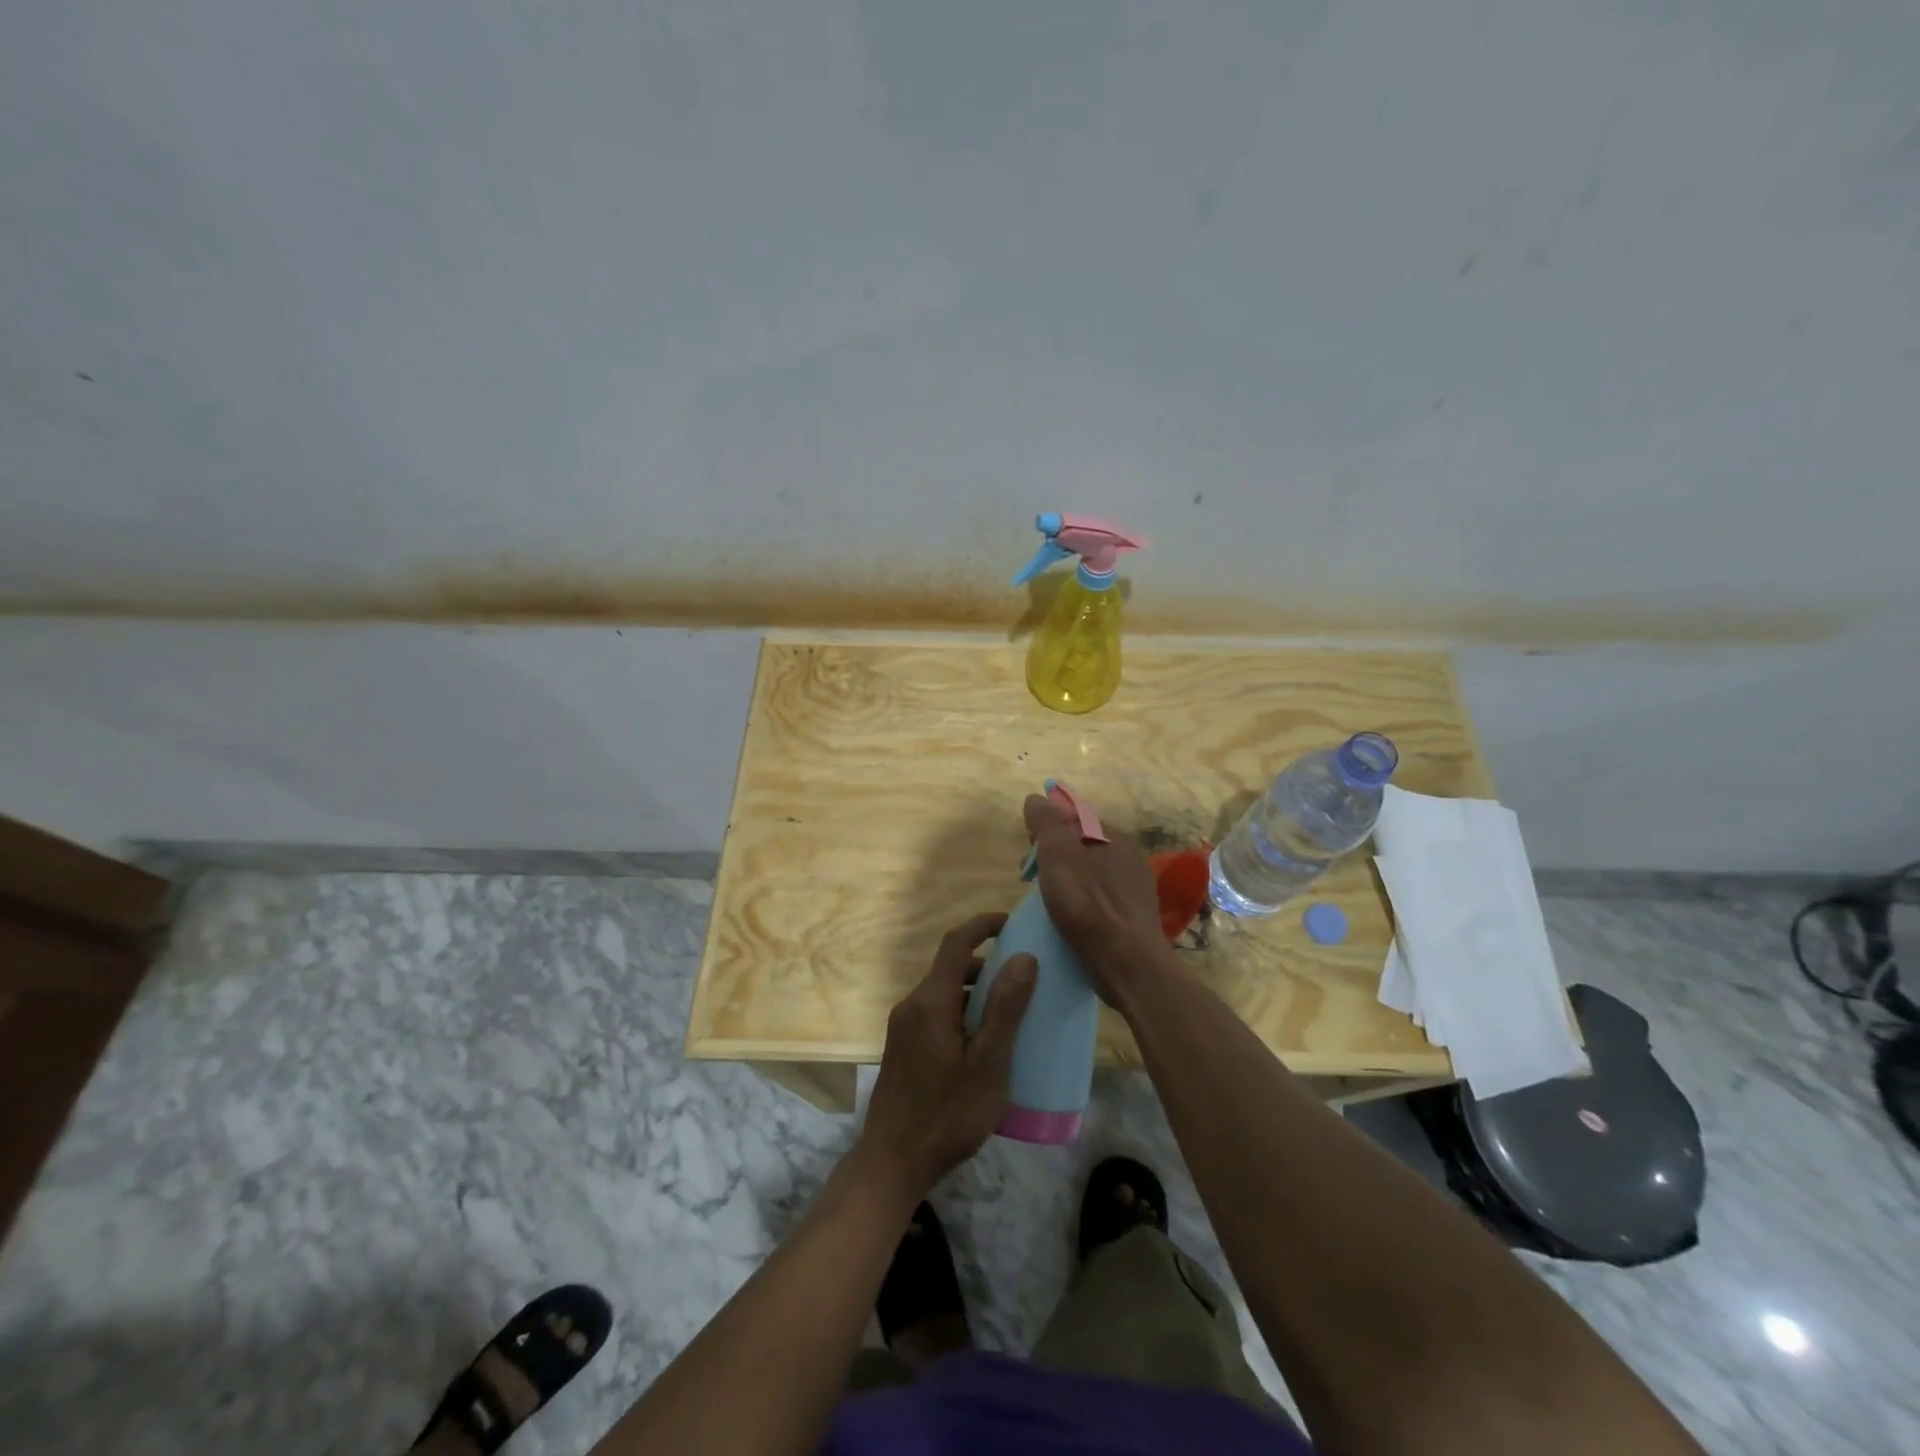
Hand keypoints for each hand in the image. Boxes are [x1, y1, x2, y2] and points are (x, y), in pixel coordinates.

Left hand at [857, 913, 1036, 1201]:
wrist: (893, 1162)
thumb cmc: (948, 1113)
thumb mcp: (988, 1063)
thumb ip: (1005, 1008)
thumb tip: (1023, 956)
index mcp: (931, 1001)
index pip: (956, 942)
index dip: (983, 924)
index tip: (1013, 923)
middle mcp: (912, 1004)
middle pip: (950, 967)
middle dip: (986, 963)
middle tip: (1023, 976)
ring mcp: (903, 1027)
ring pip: (944, 992)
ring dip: (975, 991)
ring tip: (1010, 1011)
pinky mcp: (903, 1048)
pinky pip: (936, 1013)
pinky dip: (962, 1012)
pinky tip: (984, 1043)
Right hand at [1022, 793, 1168, 1000]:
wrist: (1128, 964)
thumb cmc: (1089, 904)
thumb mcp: (1058, 855)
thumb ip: (1046, 823)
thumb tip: (1036, 798)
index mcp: (1116, 837)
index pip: (1077, 817)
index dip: (1049, 826)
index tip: (1029, 847)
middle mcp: (1130, 858)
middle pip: (1082, 846)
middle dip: (1053, 856)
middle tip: (1030, 878)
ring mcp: (1133, 890)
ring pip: (1089, 875)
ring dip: (1064, 881)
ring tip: (1044, 902)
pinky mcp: (1132, 919)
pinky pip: (1098, 900)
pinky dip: (1079, 903)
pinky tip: (1066, 920)